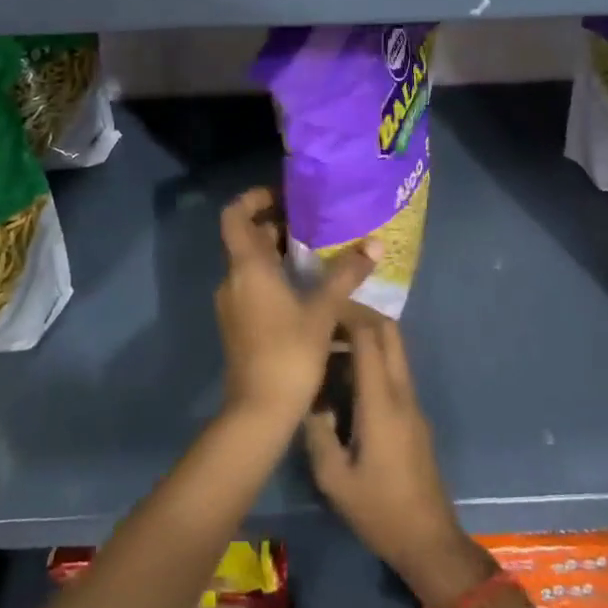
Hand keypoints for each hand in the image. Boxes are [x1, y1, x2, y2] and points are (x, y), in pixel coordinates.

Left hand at [215, 189, 375, 427]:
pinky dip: (275, 277)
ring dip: (277, 253)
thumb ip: (346, 275)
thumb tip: (375, 244)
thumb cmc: (288, 353)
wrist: (258, 411)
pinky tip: (307, 289)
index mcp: (247, 267)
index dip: (254, 198)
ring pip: (251, 264)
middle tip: (313, 223)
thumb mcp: (322, 311)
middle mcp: (233, 279)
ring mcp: (232, 304)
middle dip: (276, 226)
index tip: (284, 195)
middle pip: (246, 238)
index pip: (234, 215)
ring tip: (317, 253)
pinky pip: (253, 286)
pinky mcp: (238, 324)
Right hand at [304, 312, 491, 607]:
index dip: (346, 316)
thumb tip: (307, 400)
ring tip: (331, 343)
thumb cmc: (380, 511)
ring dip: (367, 336)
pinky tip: (346, 376)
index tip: (320, 309)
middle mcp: (402, 394)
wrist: (429, 541)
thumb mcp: (334, 479)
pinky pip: (395, 371)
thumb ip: (317, 433)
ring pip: (395, 349)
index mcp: (382, 403)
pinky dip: (373, 358)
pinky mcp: (414, 416)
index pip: (369, 339)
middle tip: (327, 318)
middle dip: (360, 315)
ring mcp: (413, 404)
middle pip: (390, 332)